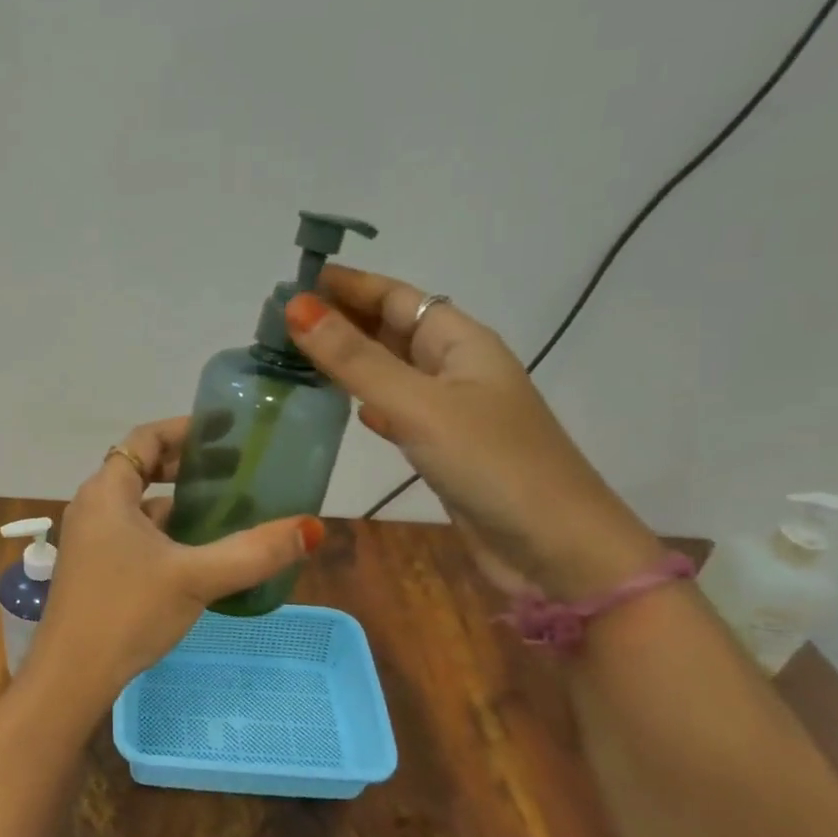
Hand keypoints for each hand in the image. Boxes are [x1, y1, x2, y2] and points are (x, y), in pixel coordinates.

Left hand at [26, 418, 324, 710]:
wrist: (71, 675)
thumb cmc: (127, 612)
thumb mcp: (195, 578)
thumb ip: (253, 552)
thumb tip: (311, 528)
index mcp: (107, 492)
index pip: (145, 439)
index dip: (184, 430)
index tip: (224, 430)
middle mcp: (93, 505)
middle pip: (141, 467)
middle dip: (185, 463)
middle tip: (234, 466)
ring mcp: (91, 538)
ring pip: (138, 503)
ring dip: (176, 498)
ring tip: (225, 503)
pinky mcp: (95, 565)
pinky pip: (133, 531)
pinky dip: (165, 528)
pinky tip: (197, 547)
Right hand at [285, 269, 663, 600]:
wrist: (558, 553)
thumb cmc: (493, 465)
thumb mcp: (419, 405)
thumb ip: (355, 360)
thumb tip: (296, 306)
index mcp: (460, 342)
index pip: (396, 297)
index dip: (347, 284)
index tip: (293, 283)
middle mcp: (456, 368)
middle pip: (391, 329)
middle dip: (341, 319)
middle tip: (280, 322)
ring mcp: (452, 410)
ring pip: (391, 370)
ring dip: (348, 360)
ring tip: (296, 356)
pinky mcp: (444, 448)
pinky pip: (397, 409)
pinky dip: (367, 401)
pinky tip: (343, 407)